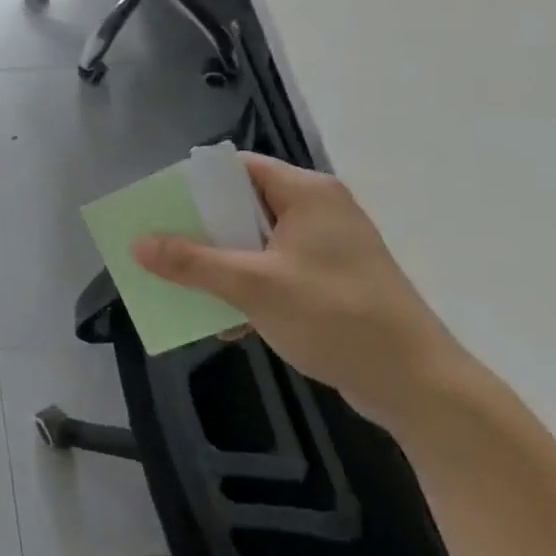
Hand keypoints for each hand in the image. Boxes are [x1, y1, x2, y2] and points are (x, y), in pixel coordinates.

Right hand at [132, 155, 469, 430]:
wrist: (420, 387)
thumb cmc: (337, 318)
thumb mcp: (254, 286)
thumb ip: (192, 262)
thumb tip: (136, 243)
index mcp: (307, 194)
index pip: (237, 168)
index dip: (194, 184)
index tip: (157, 207)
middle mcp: (318, 211)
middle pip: (241, 205)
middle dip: (199, 230)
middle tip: (161, 247)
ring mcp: (326, 247)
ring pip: (254, 241)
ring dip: (219, 264)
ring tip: (183, 285)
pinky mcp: (329, 280)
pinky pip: (273, 270)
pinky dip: (246, 287)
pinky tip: (226, 321)